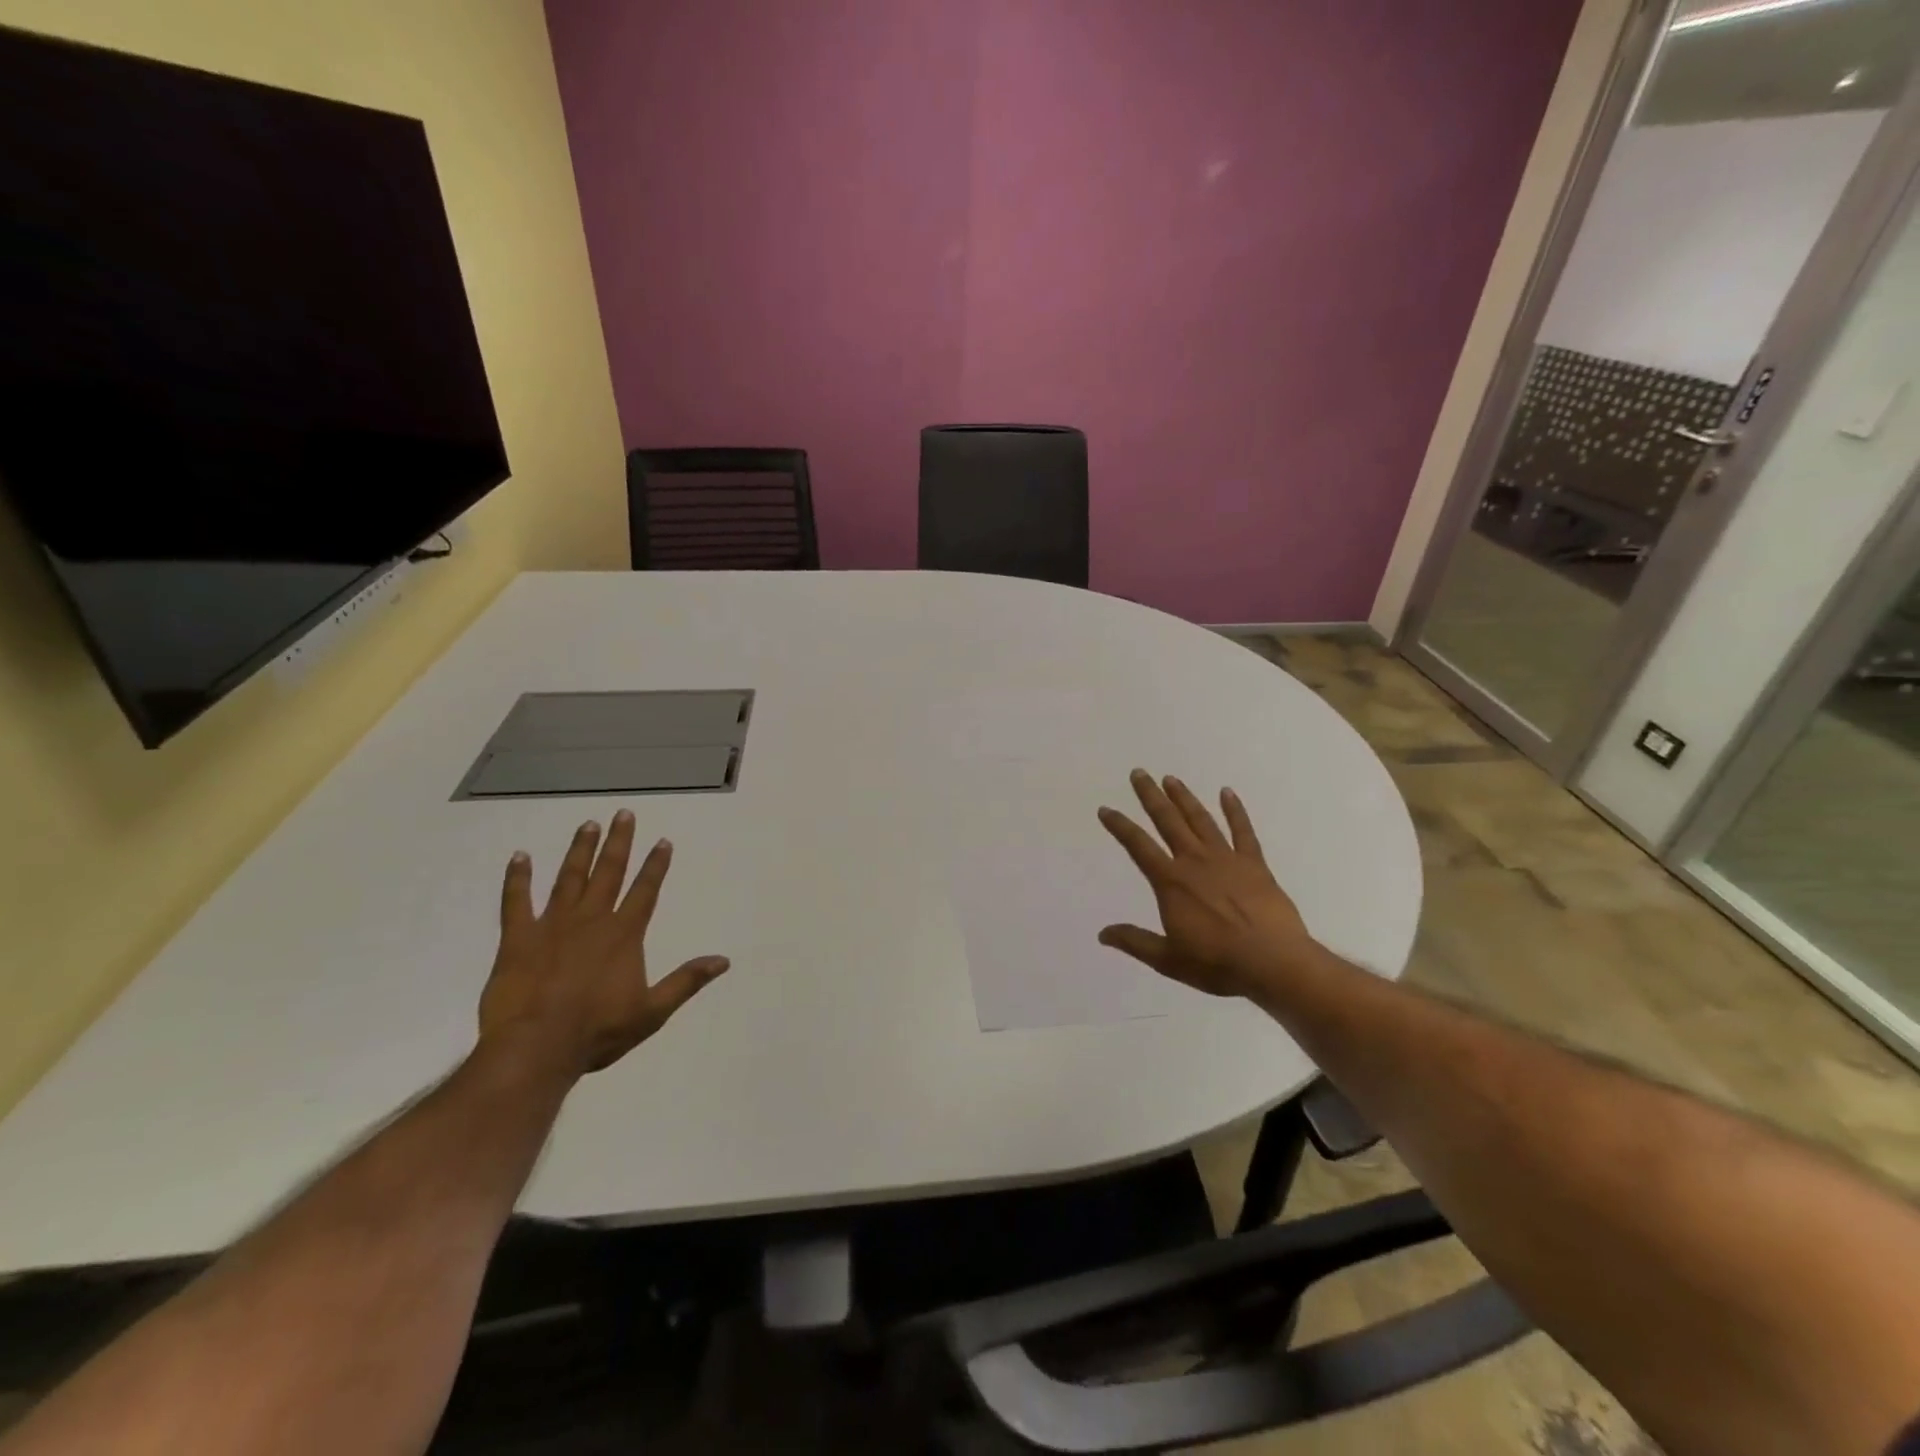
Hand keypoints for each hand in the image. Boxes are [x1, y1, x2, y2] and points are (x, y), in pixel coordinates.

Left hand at [478, 810, 728, 1077]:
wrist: (535, 1048)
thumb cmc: (598, 1032)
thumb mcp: (652, 1012)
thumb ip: (686, 981)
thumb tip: (724, 960)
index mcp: (624, 935)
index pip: (645, 890)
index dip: (656, 865)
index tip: (663, 841)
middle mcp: (591, 920)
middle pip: (608, 872)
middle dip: (618, 842)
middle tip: (623, 814)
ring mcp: (552, 926)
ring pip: (569, 878)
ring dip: (579, 851)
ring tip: (587, 824)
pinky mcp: (518, 939)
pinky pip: (516, 901)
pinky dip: (517, 878)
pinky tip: (519, 857)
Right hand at [1097, 770, 1322, 1001]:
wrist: (1273, 963)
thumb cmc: (1217, 963)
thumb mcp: (1168, 960)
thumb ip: (1135, 942)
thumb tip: (1103, 934)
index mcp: (1171, 883)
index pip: (1138, 846)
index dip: (1120, 826)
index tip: (1106, 809)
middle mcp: (1194, 862)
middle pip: (1168, 821)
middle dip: (1151, 796)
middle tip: (1139, 773)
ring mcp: (1226, 859)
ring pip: (1200, 820)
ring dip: (1184, 798)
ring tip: (1171, 779)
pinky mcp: (1254, 864)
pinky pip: (1243, 831)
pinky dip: (1235, 810)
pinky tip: (1227, 792)